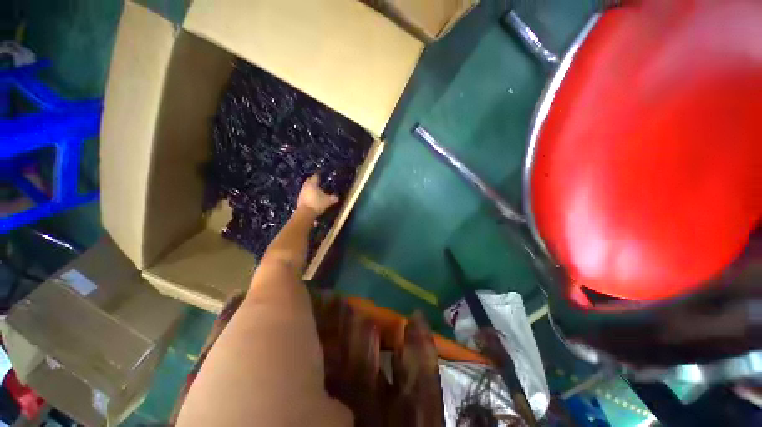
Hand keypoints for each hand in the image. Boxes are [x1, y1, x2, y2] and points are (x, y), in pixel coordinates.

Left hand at [297, 174, 338, 215]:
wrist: (305, 213)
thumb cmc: (317, 204)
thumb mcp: (328, 201)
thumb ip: (333, 198)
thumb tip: (336, 197)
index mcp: (312, 184)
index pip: (316, 177)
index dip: (319, 175)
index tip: (322, 175)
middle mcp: (306, 187)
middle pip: (309, 181)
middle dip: (313, 181)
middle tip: (318, 181)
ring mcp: (301, 193)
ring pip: (307, 188)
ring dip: (311, 188)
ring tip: (316, 189)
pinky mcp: (300, 200)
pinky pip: (305, 194)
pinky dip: (309, 194)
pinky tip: (313, 197)